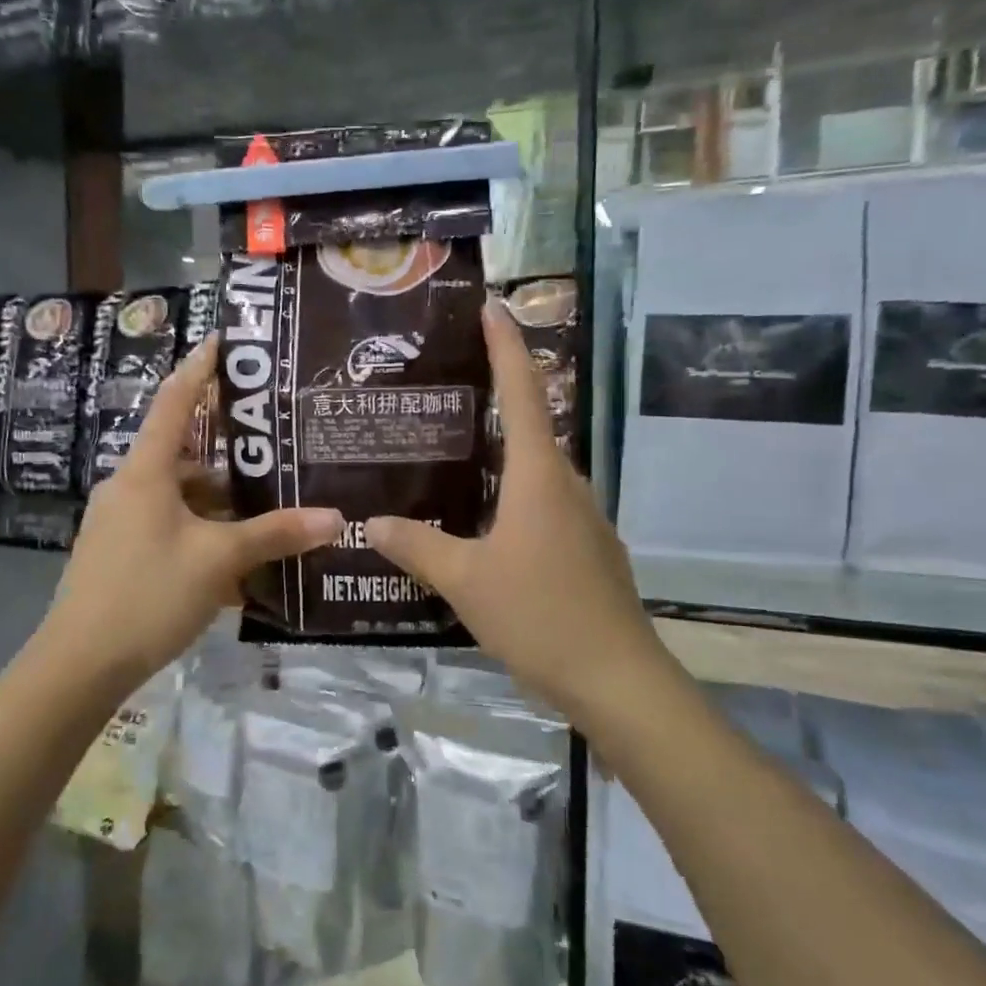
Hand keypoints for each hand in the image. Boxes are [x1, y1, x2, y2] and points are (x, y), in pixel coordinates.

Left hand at [39, 338, 342, 691]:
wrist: (79, 665)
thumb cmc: (147, 594)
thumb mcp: (218, 560)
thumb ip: (276, 534)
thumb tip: (337, 518)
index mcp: (145, 472)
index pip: (174, 401)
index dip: (199, 368)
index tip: (223, 340)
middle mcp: (129, 488)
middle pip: (183, 454)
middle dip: (228, 450)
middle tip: (274, 441)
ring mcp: (121, 524)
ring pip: (181, 498)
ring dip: (221, 502)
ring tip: (269, 504)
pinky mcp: (121, 555)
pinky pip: (171, 530)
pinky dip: (204, 535)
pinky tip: (240, 561)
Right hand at [366, 299, 663, 718]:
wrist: (617, 679)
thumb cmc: (540, 614)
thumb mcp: (465, 580)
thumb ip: (416, 546)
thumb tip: (369, 522)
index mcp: (539, 476)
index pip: (521, 391)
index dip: (506, 345)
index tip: (494, 305)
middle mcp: (567, 484)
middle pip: (530, 424)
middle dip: (495, 396)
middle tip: (446, 385)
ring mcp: (583, 517)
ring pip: (536, 468)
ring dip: (502, 450)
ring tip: (453, 450)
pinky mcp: (587, 548)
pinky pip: (545, 502)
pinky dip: (513, 492)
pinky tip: (483, 517)